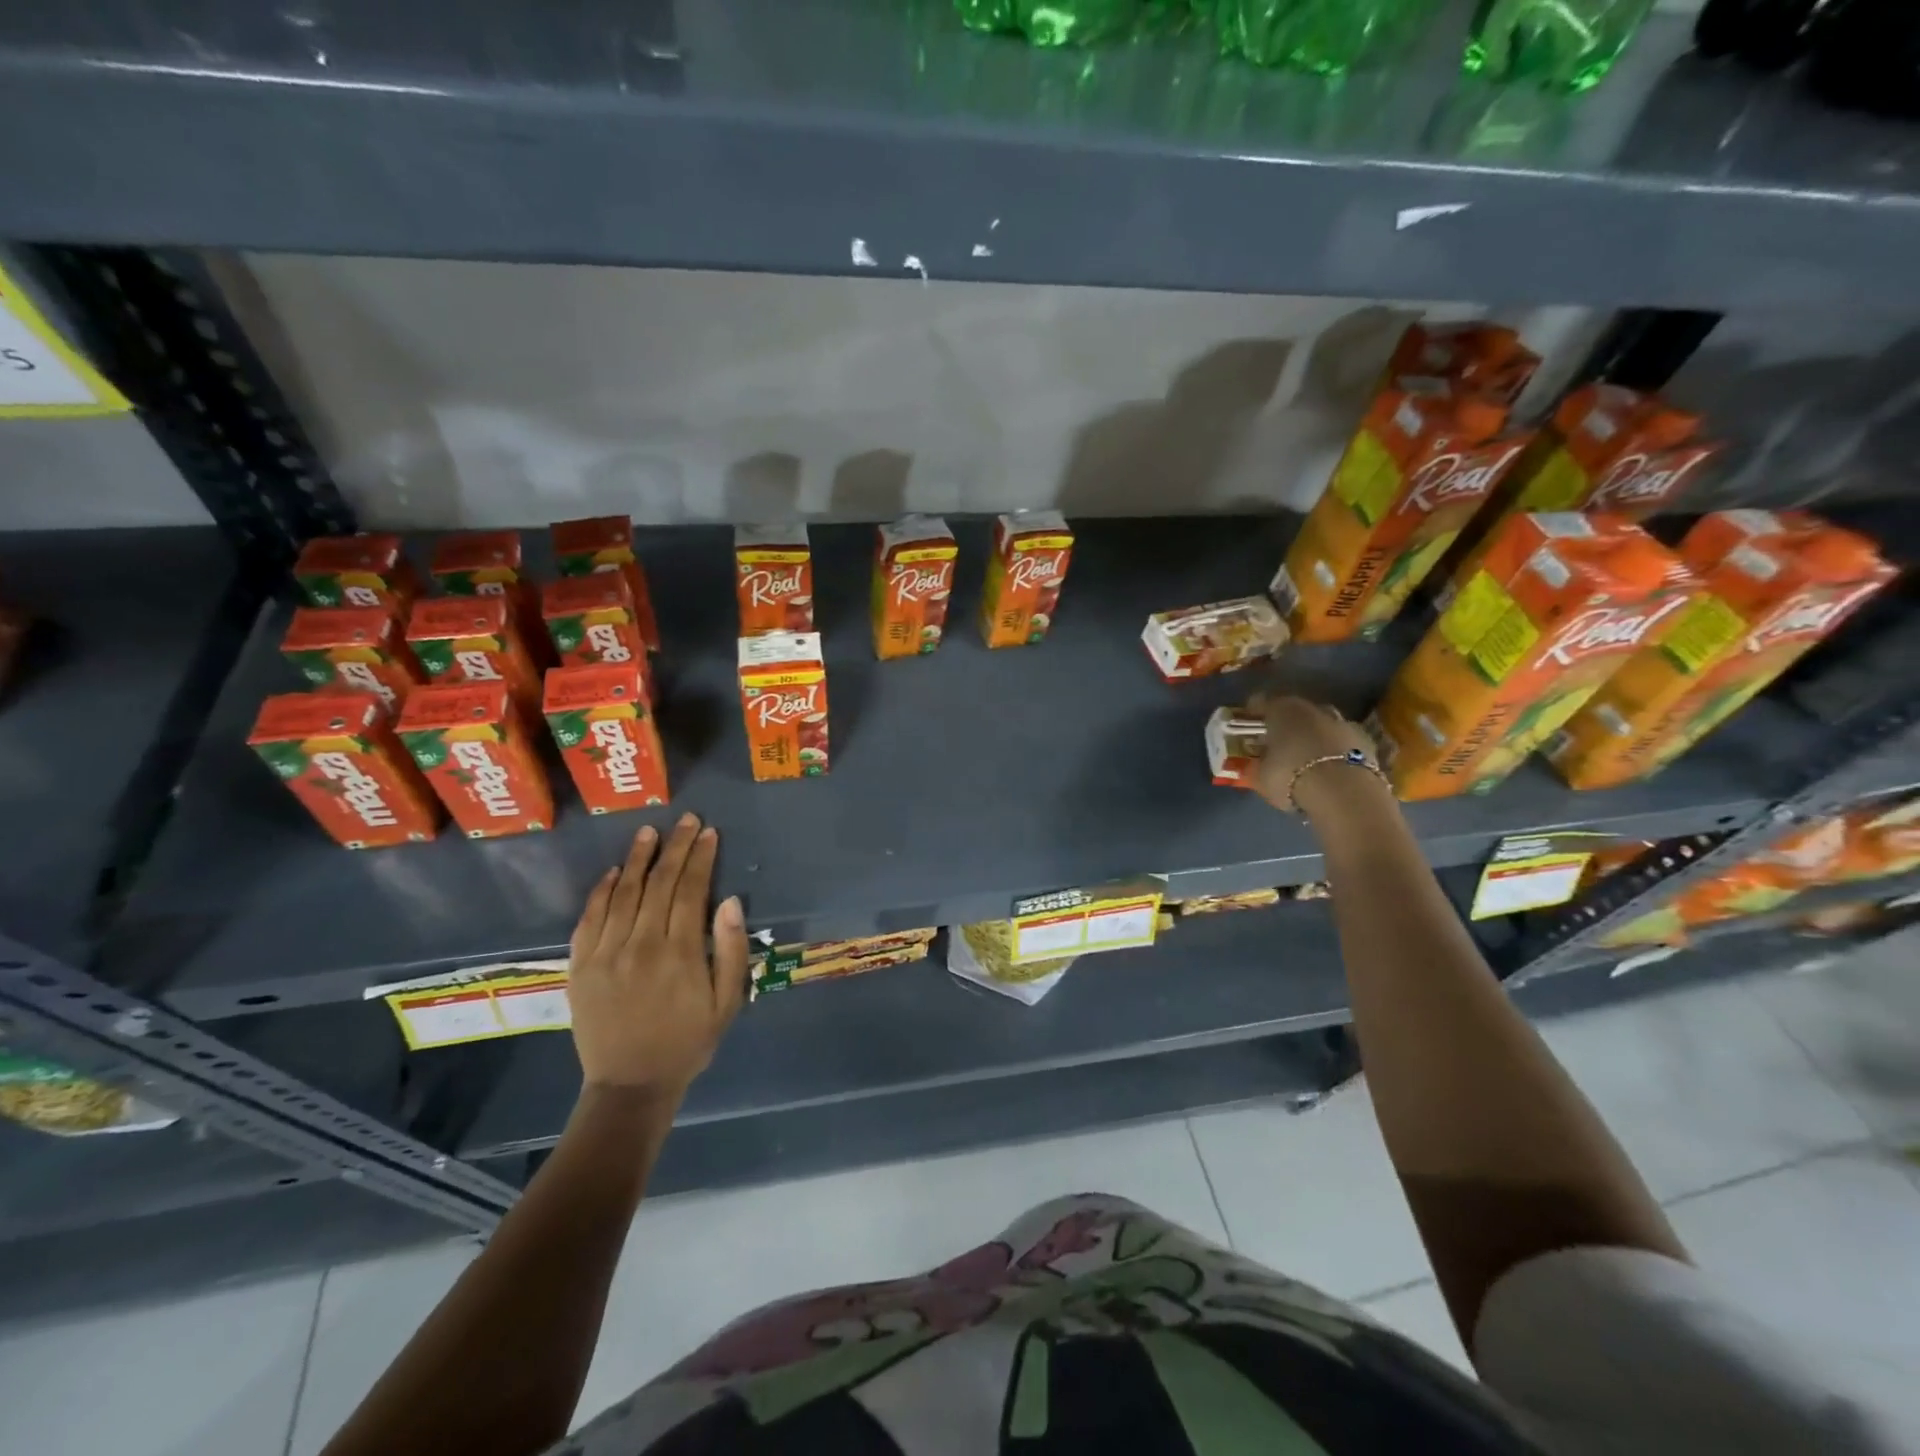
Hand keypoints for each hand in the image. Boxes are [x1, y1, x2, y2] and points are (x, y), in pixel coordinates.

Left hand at [567, 813, 749, 1098]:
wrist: (630, 1085)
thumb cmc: (688, 1041)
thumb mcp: (727, 1002)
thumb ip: (730, 950)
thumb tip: (729, 901)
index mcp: (680, 952)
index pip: (691, 889)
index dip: (701, 857)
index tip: (708, 832)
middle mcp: (641, 944)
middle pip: (659, 882)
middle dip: (676, 847)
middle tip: (686, 820)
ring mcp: (605, 953)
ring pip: (623, 893)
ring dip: (638, 859)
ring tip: (649, 832)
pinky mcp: (579, 966)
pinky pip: (589, 918)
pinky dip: (601, 891)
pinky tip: (613, 872)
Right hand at [1251, 694, 1392, 822]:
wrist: (1344, 793)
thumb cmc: (1291, 777)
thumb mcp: (1261, 775)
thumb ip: (1257, 764)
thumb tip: (1255, 761)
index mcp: (1282, 709)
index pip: (1262, 702)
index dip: (1253, 712)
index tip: (1247, 724)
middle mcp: (1313, 709)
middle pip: (1296, 711)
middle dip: (1286, 724)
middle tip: (1277, 742)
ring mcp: (1343, 723)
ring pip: (1321, 725)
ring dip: (1313, 737)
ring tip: (1305, 758)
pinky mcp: (1366, 743)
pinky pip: (1341, 743)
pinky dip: (1334, 752)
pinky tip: (1328, 769)